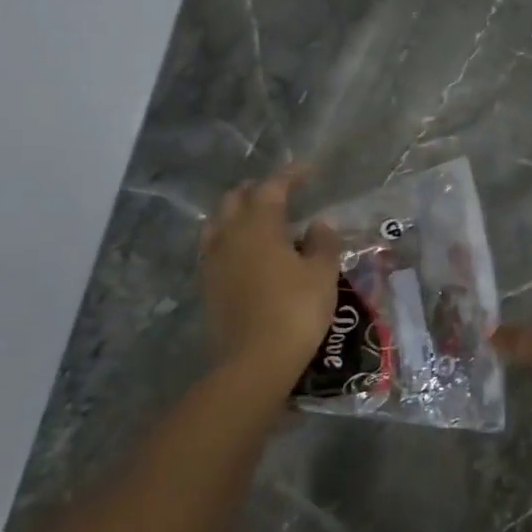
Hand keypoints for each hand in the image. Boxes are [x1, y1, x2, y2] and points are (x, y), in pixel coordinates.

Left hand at [200, 166, 341, 386]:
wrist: (255, 361)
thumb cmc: (295, 310)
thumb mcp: (322, 274)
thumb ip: (322, 243)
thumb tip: (319, 224)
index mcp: (259, 226)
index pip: (272, 188)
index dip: (290, 175)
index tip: (307, 170)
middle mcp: (230, 236)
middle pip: (236, 199)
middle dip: (257, 190)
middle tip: (281, 192)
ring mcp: (213, 261)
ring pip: (219, 222)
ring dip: (237, 212)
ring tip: (258, 218)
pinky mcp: (208, 285)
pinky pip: (214, 247)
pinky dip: (229, 237)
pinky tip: (244, 251)